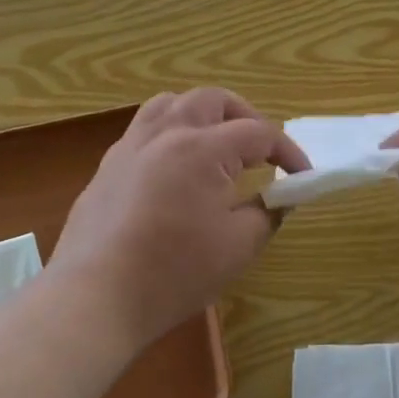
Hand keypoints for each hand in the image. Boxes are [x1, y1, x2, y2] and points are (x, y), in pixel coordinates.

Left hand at [53, 89, 309, 346]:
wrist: (95, 297)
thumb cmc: (174, 271)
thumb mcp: (239, 246)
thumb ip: (268, 213)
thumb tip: (279, 198)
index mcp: (202, 147)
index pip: (259, 133)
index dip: (288, 152)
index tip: (303, 176)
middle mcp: (166, 133)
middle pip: (213, 100)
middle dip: (245, 118)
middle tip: (261, 151)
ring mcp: (131, 147)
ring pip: (171, 104)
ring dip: (202, 115)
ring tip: (216, 144)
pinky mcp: (107, 167)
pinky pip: (144, 130)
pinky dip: (170, 134)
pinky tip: (175, 169)